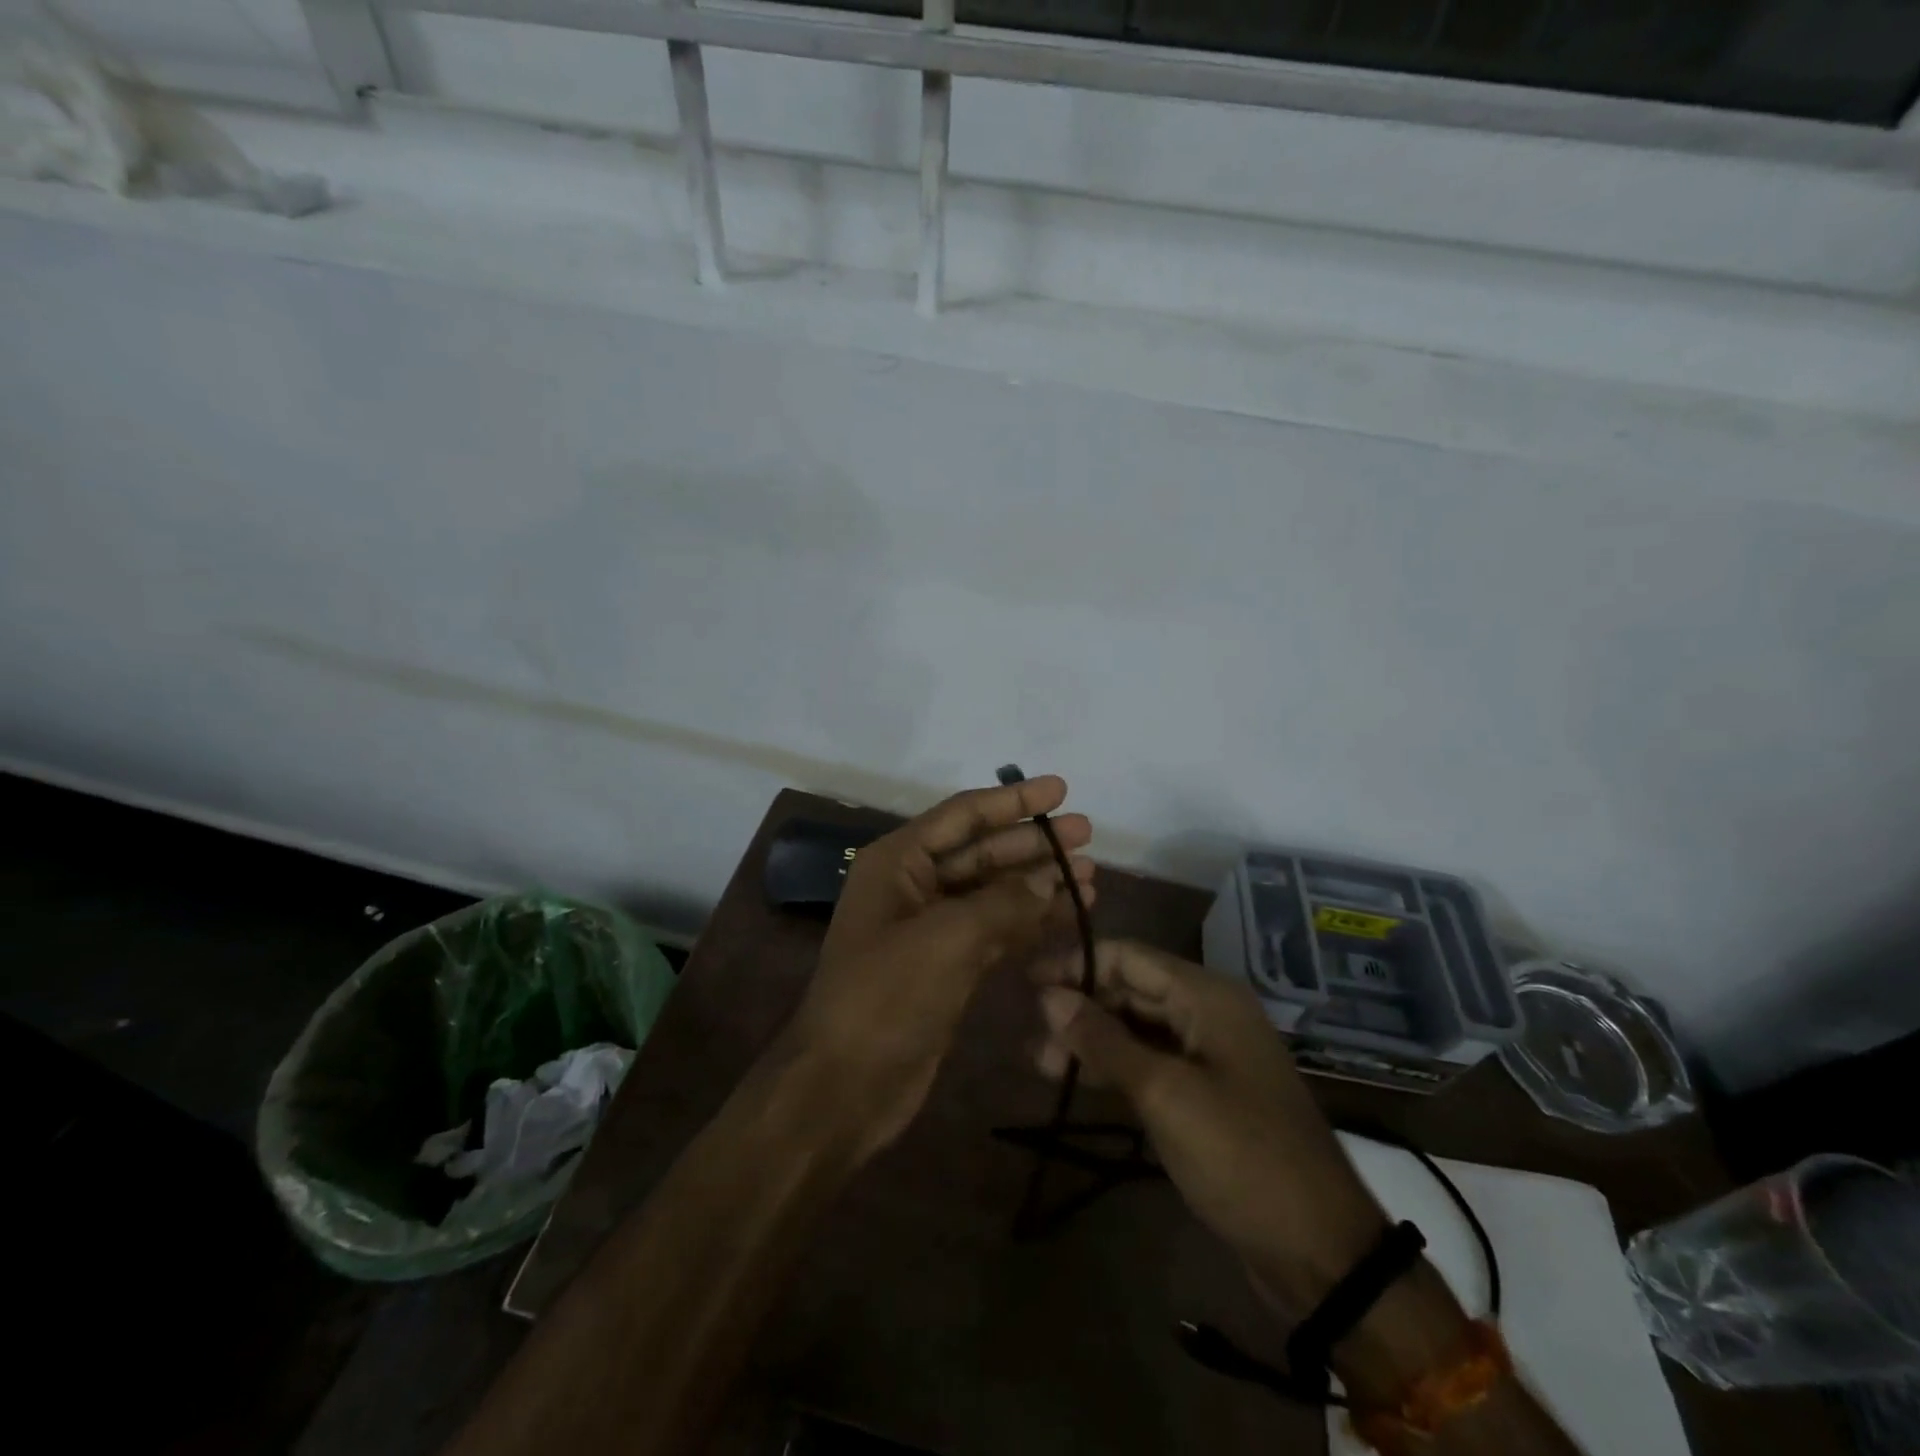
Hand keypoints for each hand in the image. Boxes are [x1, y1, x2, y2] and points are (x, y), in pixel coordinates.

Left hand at [788, 776, 1095, 1158]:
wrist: (845, 1086)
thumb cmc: (886, 997)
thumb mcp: (946, 939)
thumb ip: (1003, 903)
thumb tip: (1049, 880)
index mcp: (898, 862)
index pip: (964, 816)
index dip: (1014, 800)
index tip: (1061, 789)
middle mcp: (913, 886)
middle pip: (983, 851)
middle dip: (1034, 843)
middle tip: (1088, 836)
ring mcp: (931, 929)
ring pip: (994, 892)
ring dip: (1039, 883)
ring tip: (1092, 877)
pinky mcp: (948, 967)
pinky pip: (996, 931)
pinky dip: (1030, 923)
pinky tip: (1069, 917)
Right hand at [1031, 939, 1386, 1308]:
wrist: (1319, 1249)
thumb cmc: (1240, 1156)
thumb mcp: (1164, 1094)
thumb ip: (1103, 1040)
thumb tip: (1048, 996)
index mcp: (1206, 995)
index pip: (1127, 956)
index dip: (1075, 963)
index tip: (1026, 982)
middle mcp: (1207, 1012)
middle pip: (1131, 988)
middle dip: (1079, 1005)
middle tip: (1029, 1032)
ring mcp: (1208, 1052)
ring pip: (1137, 1027)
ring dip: (1091, 1039)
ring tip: (1041, 1062)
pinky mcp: (1205, 1091)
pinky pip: (1151, 1061)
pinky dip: (1114, 1066)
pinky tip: (1078, 1080)